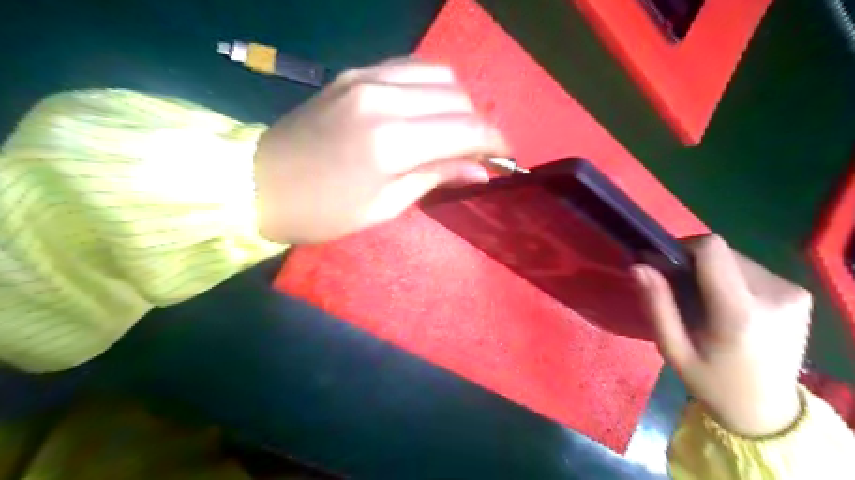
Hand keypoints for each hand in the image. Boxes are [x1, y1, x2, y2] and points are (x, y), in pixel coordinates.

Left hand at [253, 57, 505, 244]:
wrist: (259, 184)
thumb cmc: (324, 211)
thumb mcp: (385, 206)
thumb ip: (436, 177)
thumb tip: (480, 170)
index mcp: (391, 142)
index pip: (466, 129)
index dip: (495, 142)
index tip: (506, 157)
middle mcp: (384, 98)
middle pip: (458, 97)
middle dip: (479, 125)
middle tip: (477, 153)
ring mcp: (367, 78)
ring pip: (439, 74)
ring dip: (458, 103)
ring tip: (455, 132)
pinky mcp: (355, 73)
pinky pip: (411, 68)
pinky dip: (432, 87)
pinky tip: (429, 111)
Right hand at [629, 235, 808, 436]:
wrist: (768, 411)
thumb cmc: (712, 382)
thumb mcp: (673, 349)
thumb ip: (657, 305)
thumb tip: (639, 266)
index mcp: (740, 312)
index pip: (712, 249)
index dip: (683, 248)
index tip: (666, 266)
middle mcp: (775, 295)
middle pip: (722, 252)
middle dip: (695, 264)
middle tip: (681, 292)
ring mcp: (793, 293)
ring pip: (736, 258)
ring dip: (713, 271)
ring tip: (704, 302)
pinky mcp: (802, 294)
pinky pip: (752, 269)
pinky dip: (731, 278)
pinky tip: (727, 305)